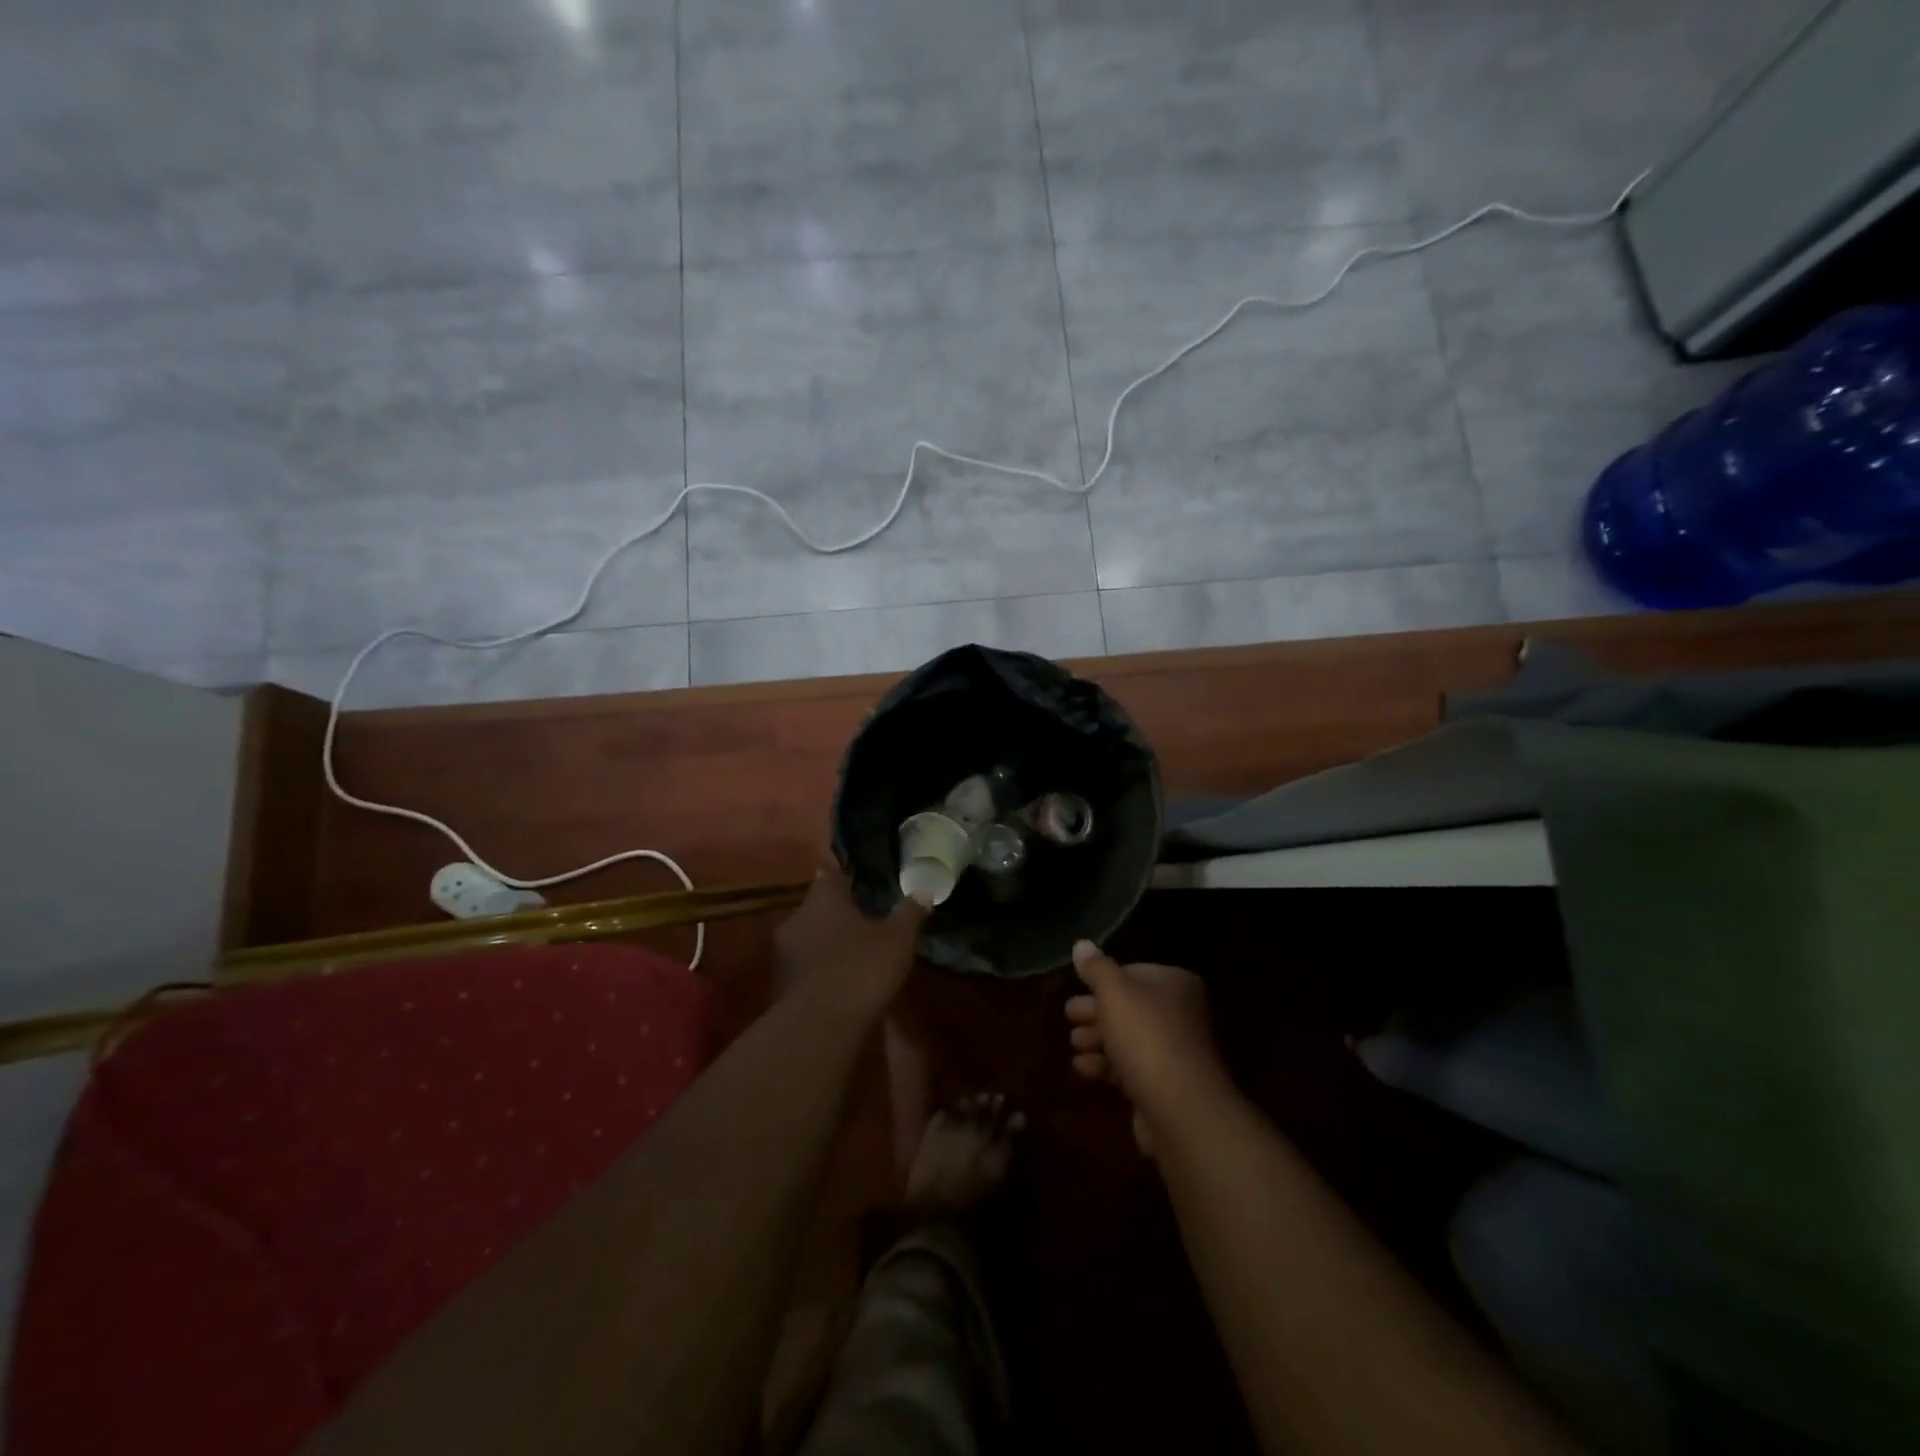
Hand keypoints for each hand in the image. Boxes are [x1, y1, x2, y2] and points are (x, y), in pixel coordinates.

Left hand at [775, 863, 925, 1013]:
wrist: (818, 1027)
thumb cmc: (861, 968)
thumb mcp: (897, 939)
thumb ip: (909, 913)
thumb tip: (924, 890)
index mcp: (823, 897)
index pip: (832, 875)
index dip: (849, 879)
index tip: (864, 885)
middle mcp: (797, 916)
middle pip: (820, 907)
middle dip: (840, 914)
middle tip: (866, 922)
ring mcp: (784, 951)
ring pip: (810, 936)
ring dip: (828, 942)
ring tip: (855, 953)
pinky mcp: (779, 982)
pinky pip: (805, 965)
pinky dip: (820, 968)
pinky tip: (841, 980)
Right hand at [1065, 940, 1232, 1154]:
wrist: (1180, 1110)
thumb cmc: (1146, 1038)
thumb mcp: (1115, 993)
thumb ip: (1096, 968)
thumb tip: (1081, 944)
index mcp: (1174, 984)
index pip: (1132, 972)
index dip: (1102, 982)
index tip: (1077, 989)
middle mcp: (1179, 1013)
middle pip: (1127, 1006)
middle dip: (1095, 1012)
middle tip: (1069, 1016)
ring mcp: (1173, 1051)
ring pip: (1127, 1038)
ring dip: (1097, 1040)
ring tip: (1074, 1044)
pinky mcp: (1163, 1085)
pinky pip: (1130, 1067)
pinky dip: (1106, 1066)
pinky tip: (1083, 1068)